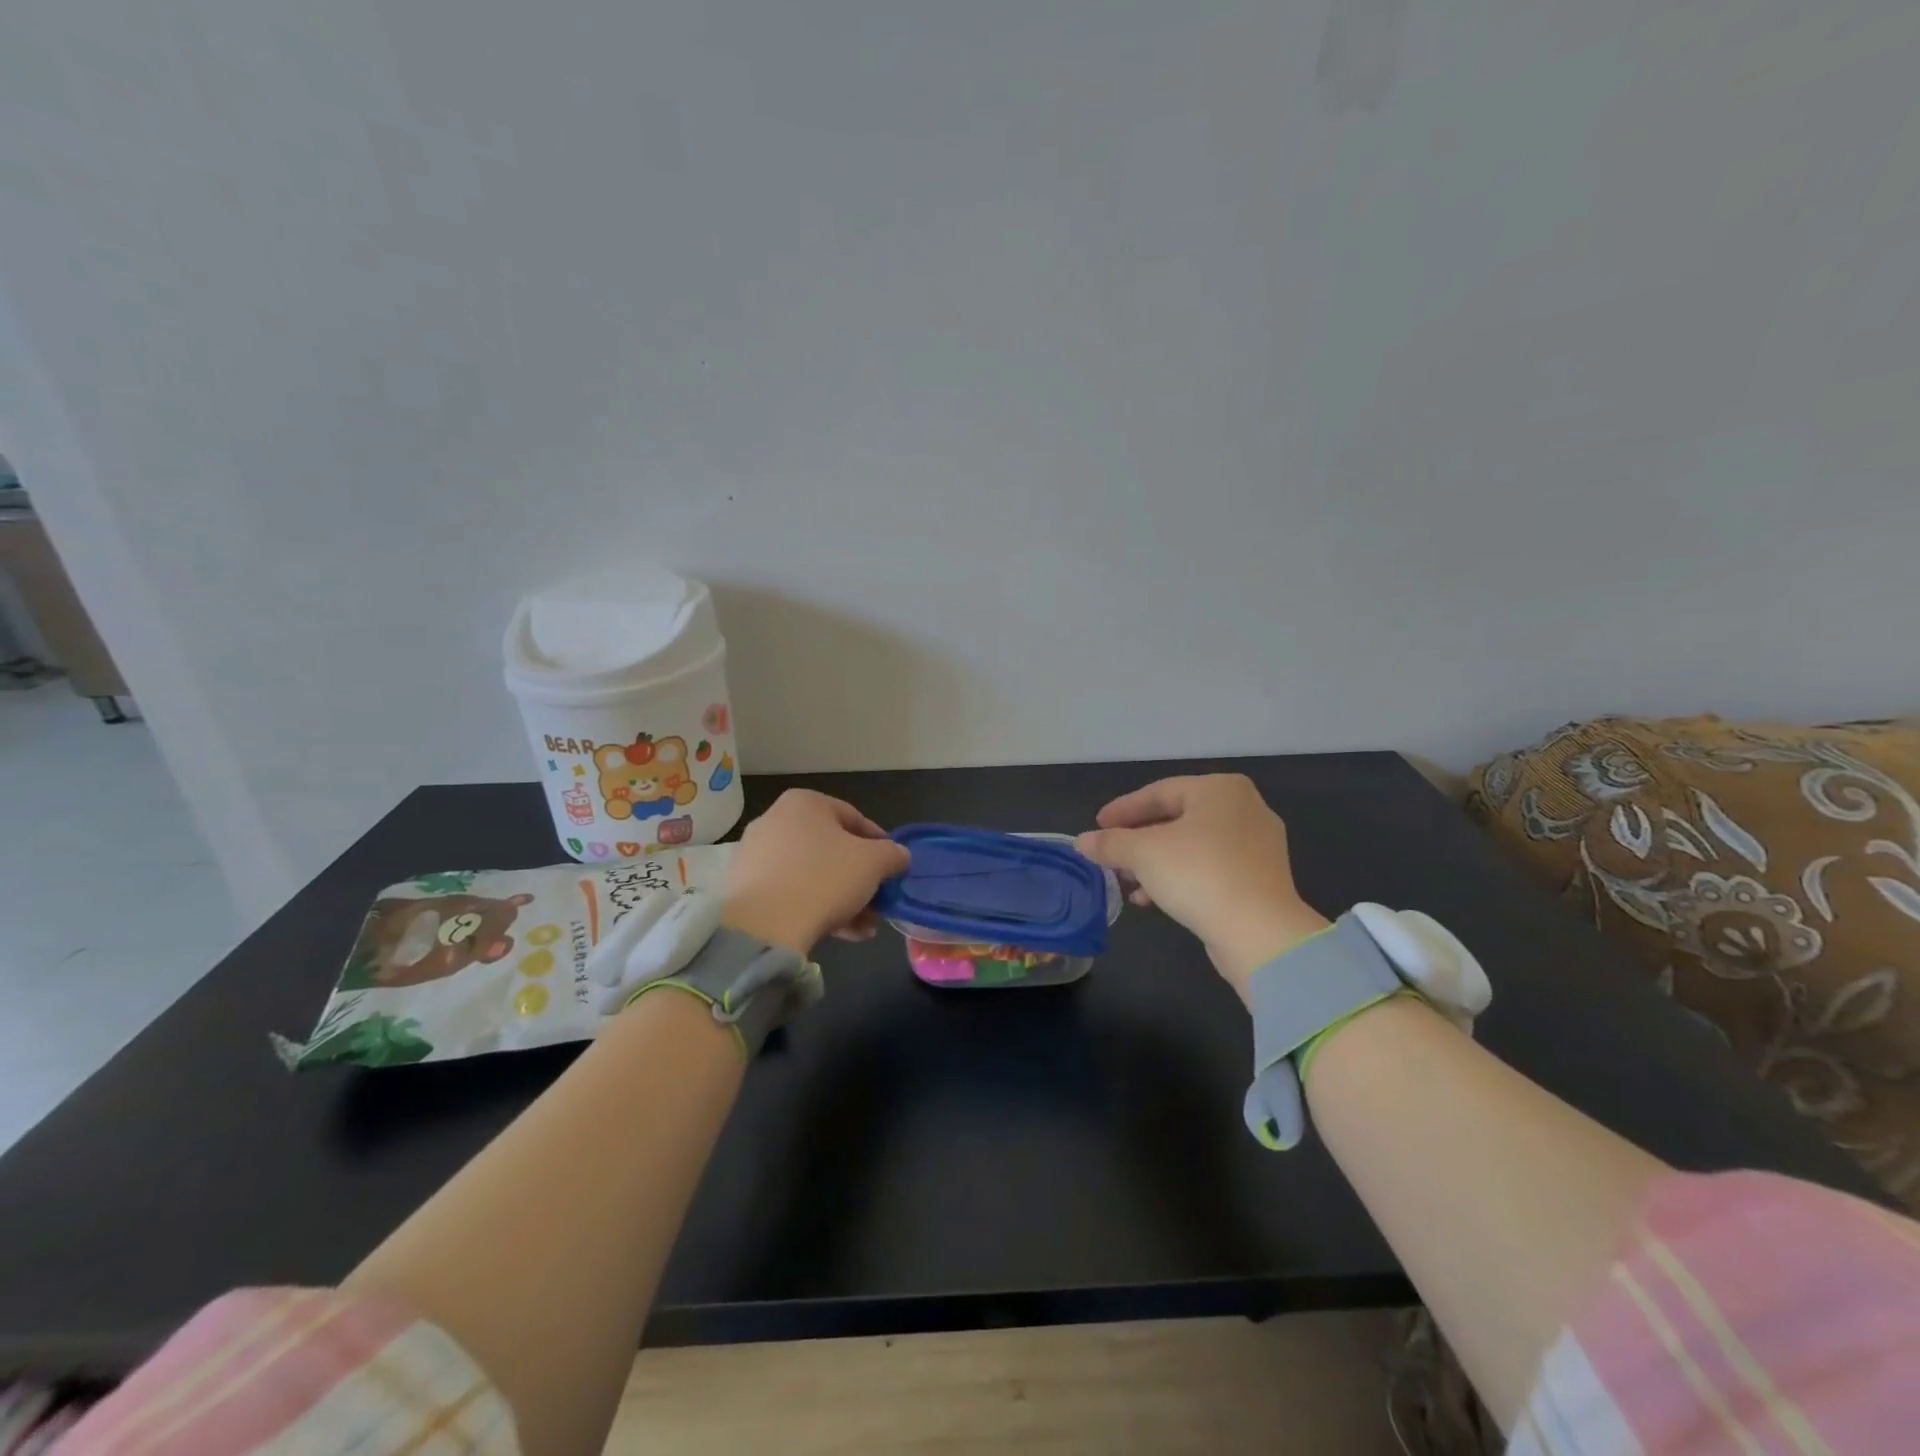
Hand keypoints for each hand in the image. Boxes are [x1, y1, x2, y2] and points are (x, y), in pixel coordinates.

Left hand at [723, 790, 910, 954]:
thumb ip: (892, 854)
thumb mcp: (873, 863)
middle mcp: (775, 821)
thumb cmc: (823, 879)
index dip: (880, 844)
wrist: (763, 927)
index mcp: (804, 803)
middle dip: (860, 878)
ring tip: (864, 927)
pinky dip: (816, 907)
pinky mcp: (745, 888)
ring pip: (813, 874)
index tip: (893, 867)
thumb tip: (899, 855)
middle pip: (832, 849)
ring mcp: (756, 855)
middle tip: (879, 901)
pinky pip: (791, 892)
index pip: (854, 818)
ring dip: (843, 898)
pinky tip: (841, 933)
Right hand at [1076, 775, 1327, 998]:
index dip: (1122, 810)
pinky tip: (1151, 900)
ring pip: (1190, 846)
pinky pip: (1208, 868)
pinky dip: (1178, 878)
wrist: (1260, 933)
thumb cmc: (1199, 874)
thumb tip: (1082, 842)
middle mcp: (1243, 809)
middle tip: (1109, 855)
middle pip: (1175, 819)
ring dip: (1153, 863)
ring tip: (1125, 882)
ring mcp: (1256, 846)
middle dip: (1137, 840)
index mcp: (1220, 789)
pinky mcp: (1259, 879)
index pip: (1159, 792)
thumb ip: (1110, 843)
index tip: (1096, 827)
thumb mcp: (1143, 853)